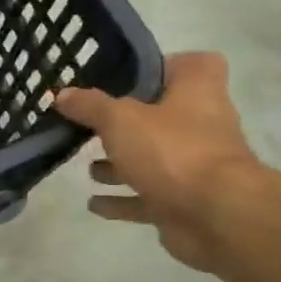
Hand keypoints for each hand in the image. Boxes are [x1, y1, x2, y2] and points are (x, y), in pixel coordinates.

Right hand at [54, 52, 262, 272]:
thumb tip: (63, 94)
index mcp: (197, 92)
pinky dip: (122, 200)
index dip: (162, 67)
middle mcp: (203, 125)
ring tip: (87, 166)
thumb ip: (89, 105)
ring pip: (153, 158)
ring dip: (121, 164)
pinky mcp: (186, 201)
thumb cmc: (172, 150)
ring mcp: (196, 166)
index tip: (127, 77)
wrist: (217, 216)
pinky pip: (148, 196)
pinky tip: (93, 203)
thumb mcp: (119, 119)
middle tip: (91, 124)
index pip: (192, 65)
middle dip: (127, 122)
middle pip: (164, 114)